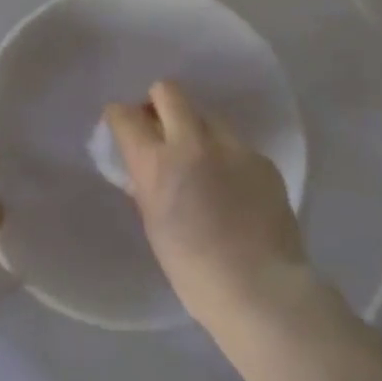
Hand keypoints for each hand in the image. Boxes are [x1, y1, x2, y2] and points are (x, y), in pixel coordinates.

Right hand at [103, 81, 312, 334]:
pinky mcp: (261, 159)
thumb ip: (146, 187)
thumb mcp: (154, 226)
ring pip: (207, 115)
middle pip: (168, 91)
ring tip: (201, 163)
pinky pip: (235, 145)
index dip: (119, 116)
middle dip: (157, 103)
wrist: (260, 289)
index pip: (125, 115)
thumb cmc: (193, 271)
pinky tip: (232, 189)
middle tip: (160, 128)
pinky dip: (226, 157)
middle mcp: (193, 143)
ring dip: (195, 129)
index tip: (122, 125)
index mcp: (157, 164)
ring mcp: (233, 148)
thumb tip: (143, 169)